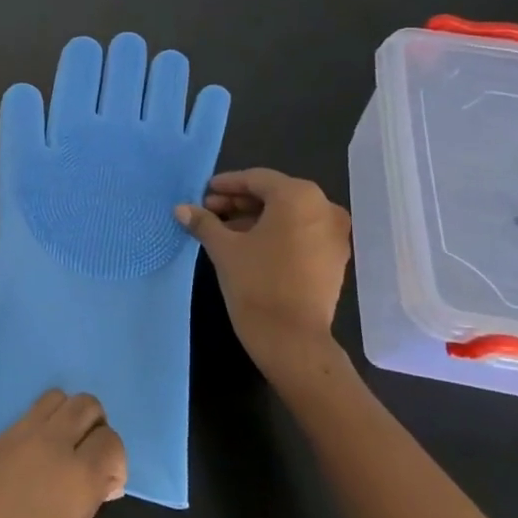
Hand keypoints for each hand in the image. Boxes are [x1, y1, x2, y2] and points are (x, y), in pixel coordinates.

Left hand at [0, 390, 126, 517]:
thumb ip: (87, 505)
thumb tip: (97, 483)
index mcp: (76, 476)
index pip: (112, 441)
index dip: (116, 464)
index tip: (105, 491)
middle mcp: (49, 444)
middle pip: (86, 405)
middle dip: (96, 429)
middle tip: (89, 465)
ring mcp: (16, 437)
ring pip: (55, 399)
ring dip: (68, 419)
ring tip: (61, 458)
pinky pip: (28, 417)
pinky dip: (42, 429)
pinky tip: (32, 466)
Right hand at [176, 168, 351, 368]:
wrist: (292, 338)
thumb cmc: (256, 283)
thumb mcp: (223, 248)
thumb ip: (204, 222)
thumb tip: (181, 209)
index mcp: (298, 197)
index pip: (257, 179)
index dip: (227, 184)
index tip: (203, 193)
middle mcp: (324, 208)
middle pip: (275, 194)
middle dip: (240, 202)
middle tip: (209, 212)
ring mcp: (335, 234)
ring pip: (289, 214)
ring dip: (257, 218)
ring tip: (225, 231)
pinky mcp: (335, 257)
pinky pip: (302, 232)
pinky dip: (276, 233)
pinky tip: (250, 246)